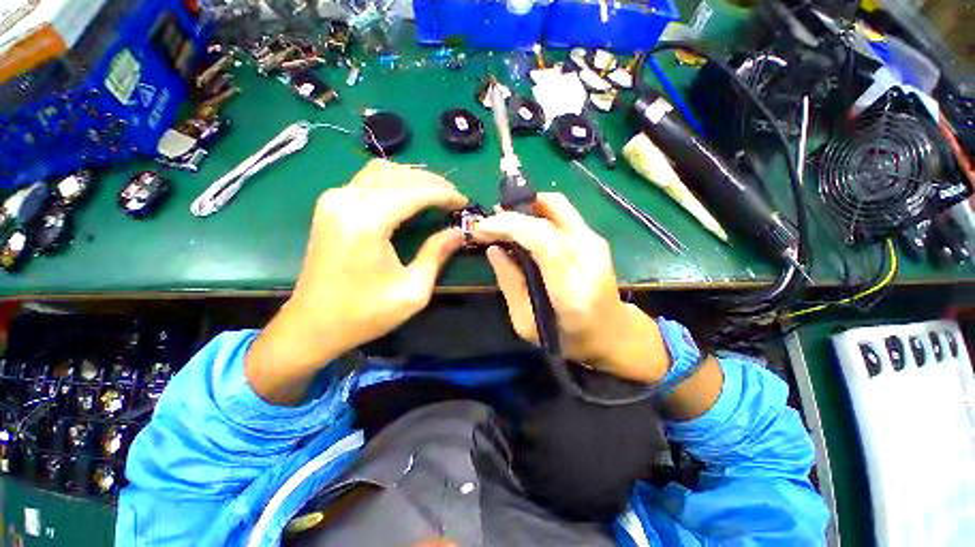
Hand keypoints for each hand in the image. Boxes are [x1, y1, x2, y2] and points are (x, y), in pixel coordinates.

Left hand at [246, 160, 466, 403]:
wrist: (312, 325)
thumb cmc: (365, 314)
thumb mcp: (412, 290)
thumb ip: (436, 255)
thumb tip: (458, 232)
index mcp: (367, 223)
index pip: (415, 193)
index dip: (444, 194)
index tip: (464, 202)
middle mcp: (347, 201)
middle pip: (398, 175)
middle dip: (432, 182)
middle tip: (454, 198)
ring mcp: (334, 199)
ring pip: (382, 172)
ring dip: (413, 179)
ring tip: (437, 194)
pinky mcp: (329, 205)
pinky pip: (368, 180)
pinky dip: (394, 182)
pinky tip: (410, 196)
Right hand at [472, 193, 669, 384]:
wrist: (613, 333)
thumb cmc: (568, 338)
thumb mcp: (527, 324)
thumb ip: (510, 284)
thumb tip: (493, 250)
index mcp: (572, 289)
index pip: (543, 241)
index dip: (509, 226)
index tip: (482, 228)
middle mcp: (589, 258)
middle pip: (549, 217)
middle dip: (511, 214)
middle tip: (488, 223)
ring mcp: (596, 243)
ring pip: (557, 205)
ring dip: (525, 206)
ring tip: (502, 219)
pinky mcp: (596, 237)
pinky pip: (562, 211)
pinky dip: (537, 210)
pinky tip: (522, 223)